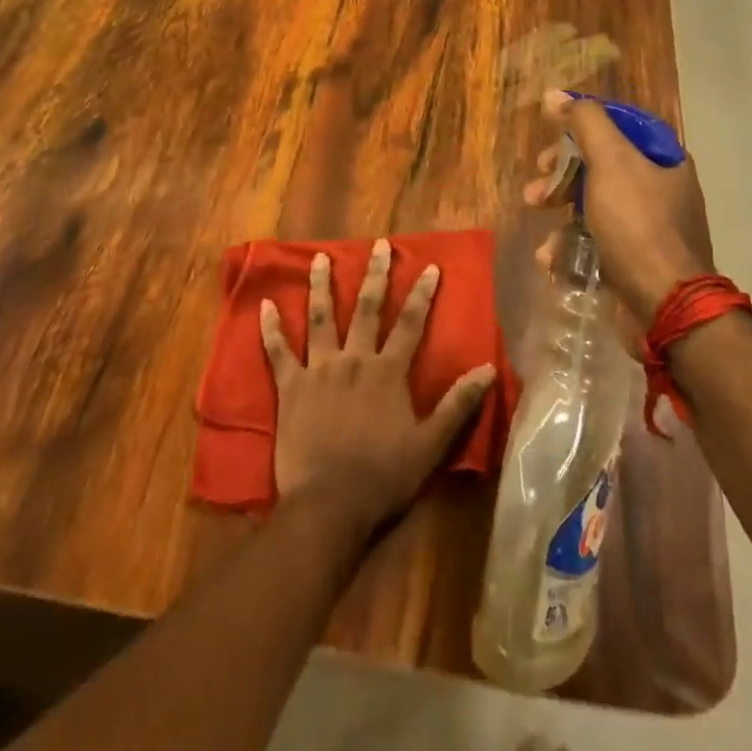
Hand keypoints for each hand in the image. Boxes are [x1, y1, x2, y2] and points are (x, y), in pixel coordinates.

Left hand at [259, 239, 496, 535]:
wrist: (329, 505)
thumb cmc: (383, 477)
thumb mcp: (431, 445)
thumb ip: (458, 405)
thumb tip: (487, 370)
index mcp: (387, 372)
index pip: (410, 324)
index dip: (421, 294)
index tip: (430, 266)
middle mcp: (353, 360)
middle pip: (365, 309)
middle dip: (374, 275)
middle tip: (378, 245)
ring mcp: (318, 370)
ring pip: (320, 319)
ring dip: (321, 286)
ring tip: (320, 257)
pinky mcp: (290, 388)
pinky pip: (277, 352)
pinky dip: (269, 329)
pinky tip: (264, 305)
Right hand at [522, 88, 714, 323]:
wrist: (665, 305)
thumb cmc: (638, 224)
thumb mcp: (610, 162)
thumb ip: (584, 123)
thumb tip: (554, 93)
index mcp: (663, 159)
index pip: (619, 126)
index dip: (581, 126)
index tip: (551, 136)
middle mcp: (659, 188)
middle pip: (600, 165)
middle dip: (561, 173)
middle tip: (537, 184)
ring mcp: (647, 227)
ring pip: (592, 203)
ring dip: (558, 208)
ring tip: (536, 220)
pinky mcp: (632, 260)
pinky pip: (594, 240)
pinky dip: (569, 244)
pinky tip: (551, 256)